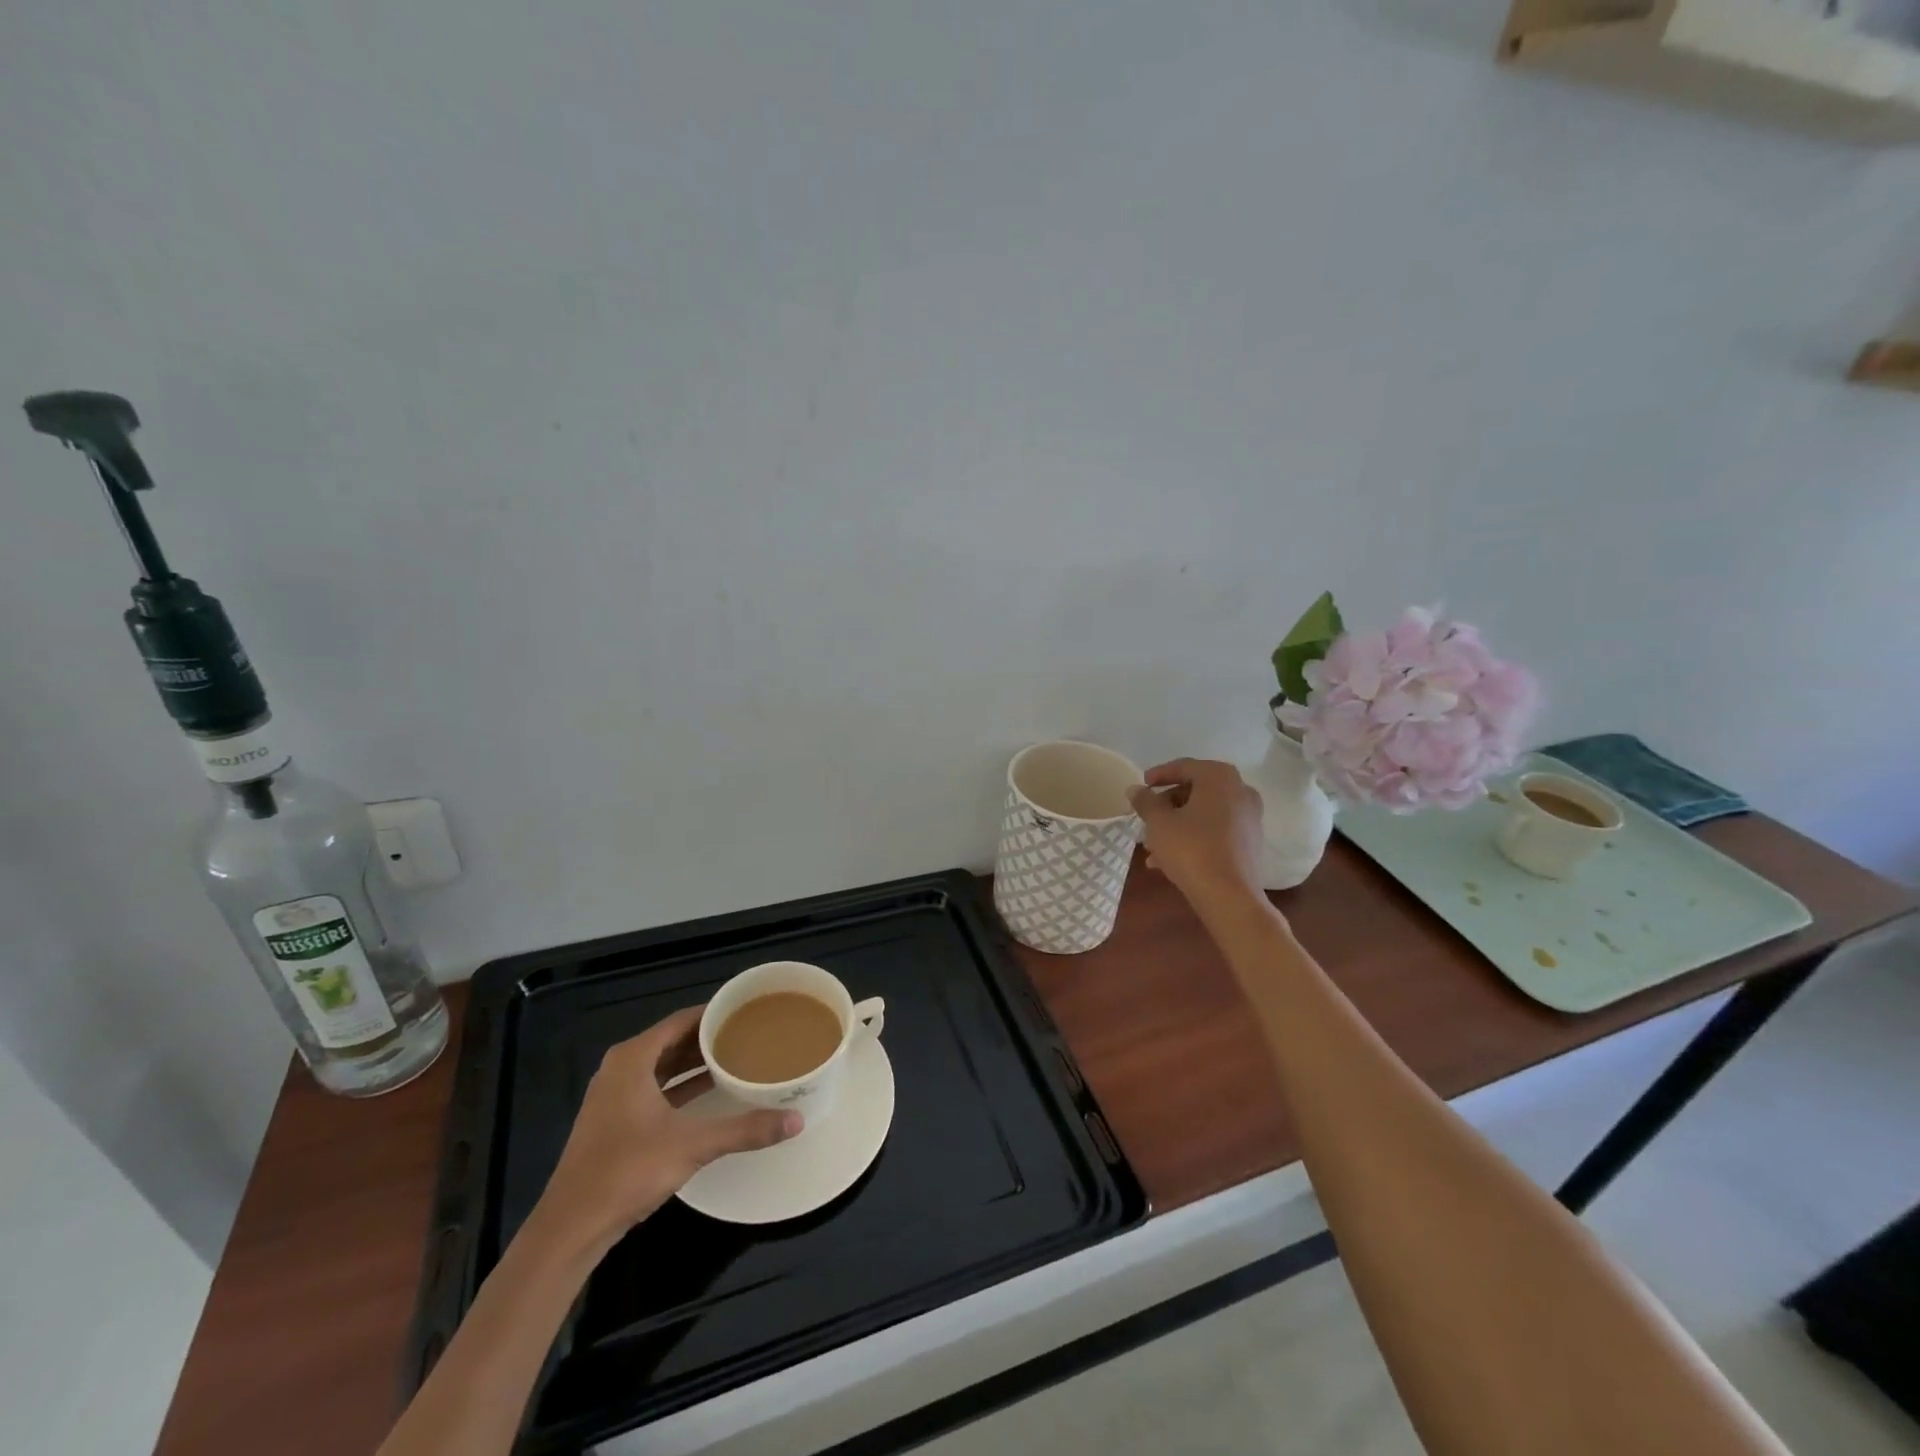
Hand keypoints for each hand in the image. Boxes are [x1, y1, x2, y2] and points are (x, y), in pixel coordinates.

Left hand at [533, 1006, 801, 1247]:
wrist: (571, 1227)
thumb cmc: (627, 1171)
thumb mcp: (692, 1145)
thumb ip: (745, 1129)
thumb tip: (796, 1120)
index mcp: (632, 1058)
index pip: (681, 1020)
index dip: (714, 1013)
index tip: (748, 1009)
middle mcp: (621, 1069)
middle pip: (673, 1040)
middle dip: (709, 1037)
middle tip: (750, 1032)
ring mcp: (615, 1096)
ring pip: (664, 1066)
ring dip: (696, 1062)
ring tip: (737, 1056)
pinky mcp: (615, 1121)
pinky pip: (656, 1088)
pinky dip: (682, 1085)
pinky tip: (711, 1091)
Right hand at [1128, 758, 1268, 914]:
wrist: (1229, 896)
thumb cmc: (1191, 849)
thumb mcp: (1159, 822)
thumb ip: (1145, 801)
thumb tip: (1135, 789)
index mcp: (1219, 778)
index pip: (1184, 767)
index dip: (1158, 775)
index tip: (1141, 786)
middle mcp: (1240, 791)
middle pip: (1195, 791)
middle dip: (1167, 805)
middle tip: (1146, 819)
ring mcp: (1249, 818)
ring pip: (1204, 814)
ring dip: (1178, 825)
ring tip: (1151, 845)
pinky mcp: (1251, 843)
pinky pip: (1216, 831)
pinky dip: (1194, 838)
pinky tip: (1169, 860)